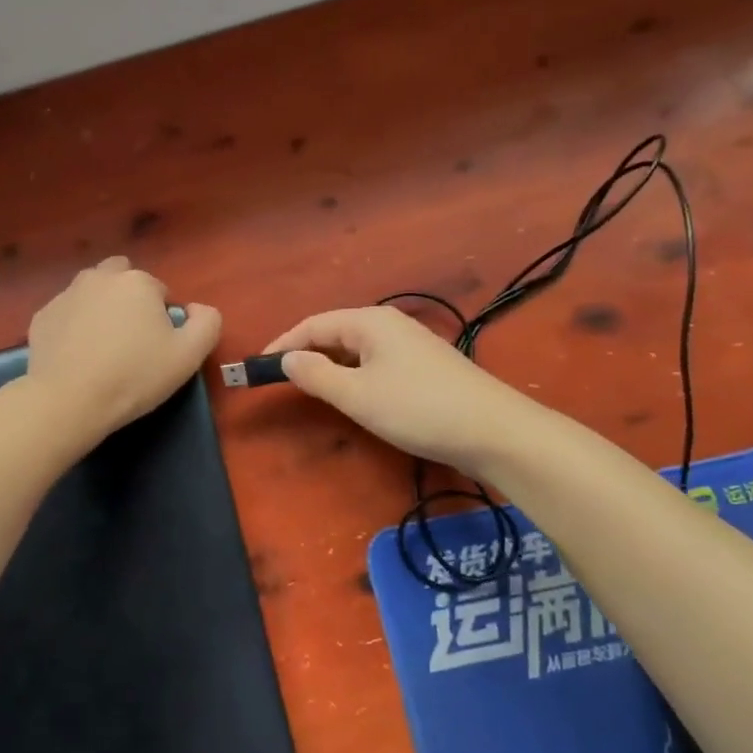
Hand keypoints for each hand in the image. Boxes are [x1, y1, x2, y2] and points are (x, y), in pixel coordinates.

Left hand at [25, 257, 220, 443]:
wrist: (70, 401)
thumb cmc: (135, 375)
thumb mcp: (189, 355)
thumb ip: (207, 322)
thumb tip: (197, 308)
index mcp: (137, 282)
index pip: (158, 291)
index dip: (161, 318)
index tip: (156, 347)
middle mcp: (99, 277)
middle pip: (121, 279)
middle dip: (128, 300)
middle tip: (130, 339)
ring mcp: (66, 295)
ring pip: (91, 292)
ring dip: (100, 308)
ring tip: (102, 347)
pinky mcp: (41, 316)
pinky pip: (66, 314)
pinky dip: (73, 327)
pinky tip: (76, 356)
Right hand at [264, 306, 535, 475]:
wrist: (494, 430)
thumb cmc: (418, 408)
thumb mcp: (357, 396)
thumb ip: (316, 375)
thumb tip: (288, 358)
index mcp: (370, 321)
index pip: (313, 324)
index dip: (282, 343)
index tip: (258, 367)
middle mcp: (389, 324)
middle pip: (335, 333)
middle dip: (305, 353)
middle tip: (280, 381)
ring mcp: (410, 344)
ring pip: (356, 350)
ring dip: (329, 366)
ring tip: (310, 389)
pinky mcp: (424, 366)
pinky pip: (375, 362)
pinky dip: (353, 375)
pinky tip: (354, 395)